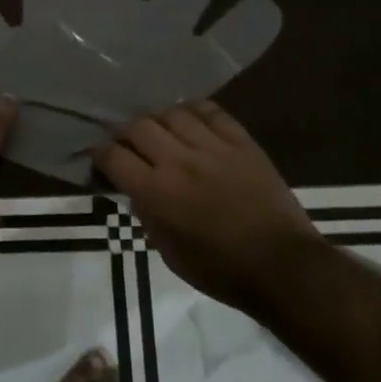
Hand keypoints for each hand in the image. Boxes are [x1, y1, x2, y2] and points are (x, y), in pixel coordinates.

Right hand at [94, 101, 317, 311]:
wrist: (282, 266)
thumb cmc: (221, 270)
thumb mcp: (169, 253)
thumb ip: (147, 216)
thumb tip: (136, 192)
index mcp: (156, 193)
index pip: (113, 156)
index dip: (99, 154)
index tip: (100, 158)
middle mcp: (179, 161)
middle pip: (138, 126)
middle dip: (125, 133)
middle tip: (128, 144)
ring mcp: (212, 147)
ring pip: (172, 113)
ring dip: (158, 120)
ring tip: (160, 131)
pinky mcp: (241, 142)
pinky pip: (211, 111)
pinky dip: (194, 111)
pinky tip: (190, 120)